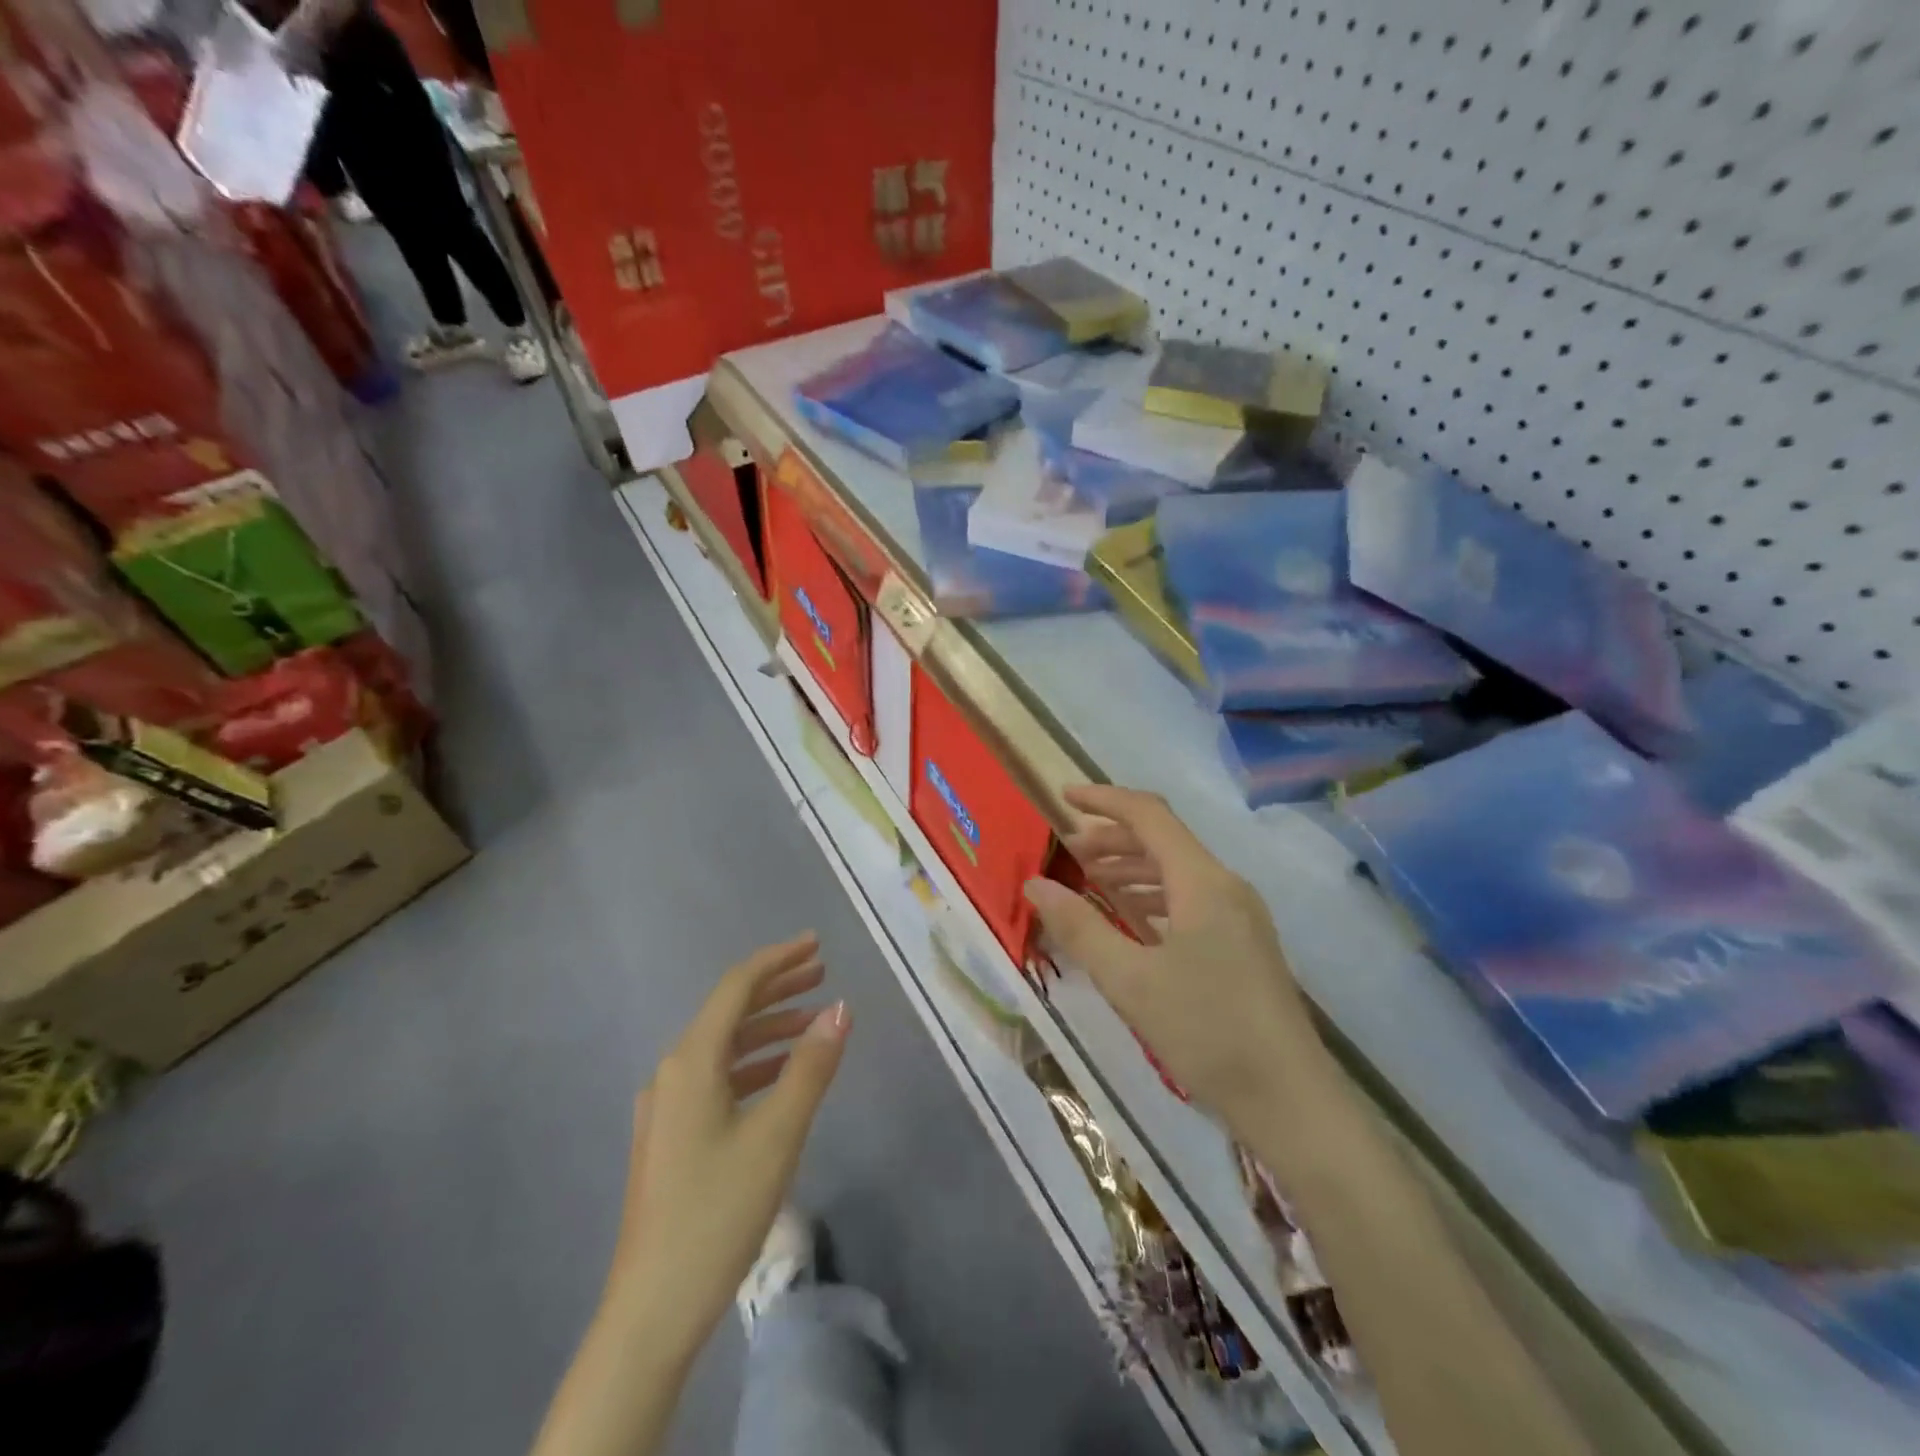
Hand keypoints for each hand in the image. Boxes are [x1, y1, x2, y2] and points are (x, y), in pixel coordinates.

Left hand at [605, 934, 849, 1360]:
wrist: (651, 1311)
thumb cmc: (717, 1212)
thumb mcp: (777, 1135)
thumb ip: (811, 1067)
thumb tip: (841, 1009)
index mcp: (691, 1061)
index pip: (737, 987)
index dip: (778, 960)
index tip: (817, 944)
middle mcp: (673, 1073)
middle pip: (729, 1012)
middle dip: (777, 989)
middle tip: (822, 974)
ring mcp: (668, 1107)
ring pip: (725, 1047)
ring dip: (769, 1029)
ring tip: (813, 1023)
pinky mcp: (672, 1137)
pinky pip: (718, 1079)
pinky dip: (754, 1065)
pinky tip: (782, 1077)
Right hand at [1024, 786, 1325, 1122]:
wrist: (1290, 1102)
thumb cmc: (1207, 1031)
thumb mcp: (1130, 980)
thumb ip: (1080, 927)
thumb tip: (1036, 885)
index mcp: (1203, 882)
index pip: (1149, 816)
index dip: (1104, 800)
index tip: (1062, 797)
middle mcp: (1225, 887)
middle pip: (1164, 840)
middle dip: (1112, 838)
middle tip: (1067, 852)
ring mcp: (1239, 917)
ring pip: (1177, 871)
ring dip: (1131, 868)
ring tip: (1088, 882)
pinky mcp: (1243, 945)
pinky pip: (1190, 900)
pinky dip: (1153, 897)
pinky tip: (1129, 919)